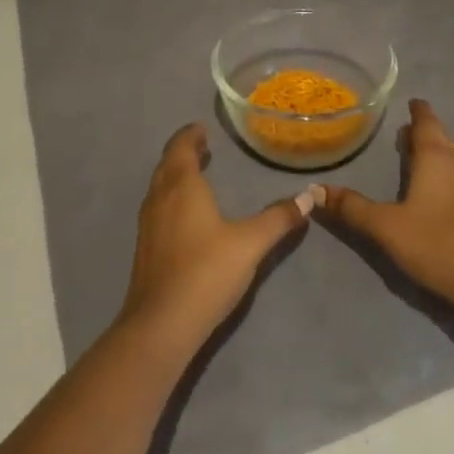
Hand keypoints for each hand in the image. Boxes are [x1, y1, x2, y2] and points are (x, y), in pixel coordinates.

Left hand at [119, 124, 313, 353]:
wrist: (161, 324)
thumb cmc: (207, 272)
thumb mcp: (251, 243)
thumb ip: (279, 218)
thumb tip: (309, 196)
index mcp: (182, 186)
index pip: (181, 147)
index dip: (190, 135)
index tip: (202, 129)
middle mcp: (159, 198)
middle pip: (167, 164)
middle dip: (183, 152)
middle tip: (202, 147)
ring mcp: (147, 224)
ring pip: (159, 187)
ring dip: (175, 175)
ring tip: (195, 175)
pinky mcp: (144, 248)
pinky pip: (157, 207)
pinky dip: (170, 197)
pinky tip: (185, 215)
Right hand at [321, 99, 453, 313]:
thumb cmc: (436, 242)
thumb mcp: (386, 226)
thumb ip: (352, 208)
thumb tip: (315, 190)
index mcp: (435, 156)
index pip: (426, 121)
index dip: (417, 110)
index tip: (410, 102)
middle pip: (440, 137)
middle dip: (423, 132)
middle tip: (404, 133)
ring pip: (453, 157)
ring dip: (436, 153)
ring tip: (418, 159)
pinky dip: (446, 175)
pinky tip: (437, 192)